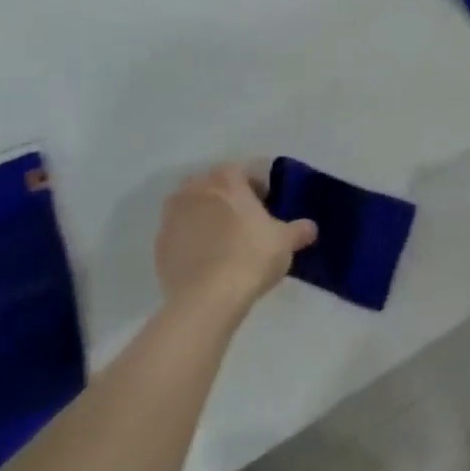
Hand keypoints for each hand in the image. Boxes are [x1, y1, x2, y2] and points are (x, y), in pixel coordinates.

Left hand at [155, 164, 315, 313]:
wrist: (207, 299)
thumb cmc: (251, 257)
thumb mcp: (285, 242)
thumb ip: (299, 230)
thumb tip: (310, 228)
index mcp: (225, 179)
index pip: (242, 172)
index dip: (256, 188)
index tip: (266, 207)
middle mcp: (194, 189)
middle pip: (213, 187)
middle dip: (227, 199)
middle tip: (244, 223)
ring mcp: (171, 217)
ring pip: (192, 209)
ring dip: (206, 219)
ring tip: (224, 244)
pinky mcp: (159, 245)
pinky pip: (179, 236)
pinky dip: (191, 242)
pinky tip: (206, 262)